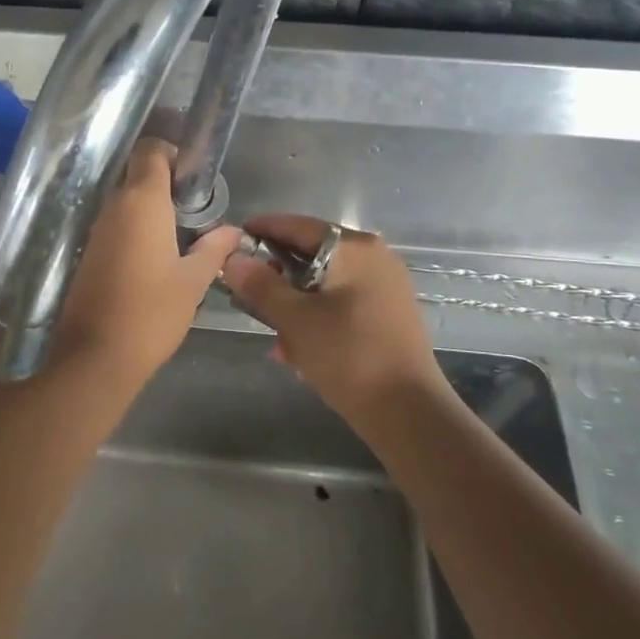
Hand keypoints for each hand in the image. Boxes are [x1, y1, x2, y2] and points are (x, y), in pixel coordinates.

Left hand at [50, 138, 240, 384]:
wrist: (95, 356)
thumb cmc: (151, 313)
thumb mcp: (193, 281)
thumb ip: (214, 249)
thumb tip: (233, 231)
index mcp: (141, 202)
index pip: (150, 150)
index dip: (172, 154)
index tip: (193, 179)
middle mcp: (113, 206)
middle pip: (136, 174)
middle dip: (165, 184)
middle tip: (193, 211)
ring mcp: (96, 230)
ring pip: (123, 201)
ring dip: (149, 209)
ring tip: (179, 237)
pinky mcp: (87, 253)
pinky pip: (114, 225)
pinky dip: (133, 230)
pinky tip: (153, 258)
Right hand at [220, 214, 445, 415]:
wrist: (408, 412)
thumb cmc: (348, 355)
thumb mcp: (294, 319)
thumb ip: (260, 284)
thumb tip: (232, 258)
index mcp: (354, 248)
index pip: (297, 225)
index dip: (261, 231)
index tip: (231, 243)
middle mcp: (374, 257)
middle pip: (312, 253)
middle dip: (277, 274)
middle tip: (246, 292)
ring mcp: (385, 286)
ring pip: (324, 281)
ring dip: (294, 300)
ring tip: (271, 329)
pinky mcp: (388, 314)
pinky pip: (341, 302)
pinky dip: (316, 315)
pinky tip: (297, 347)